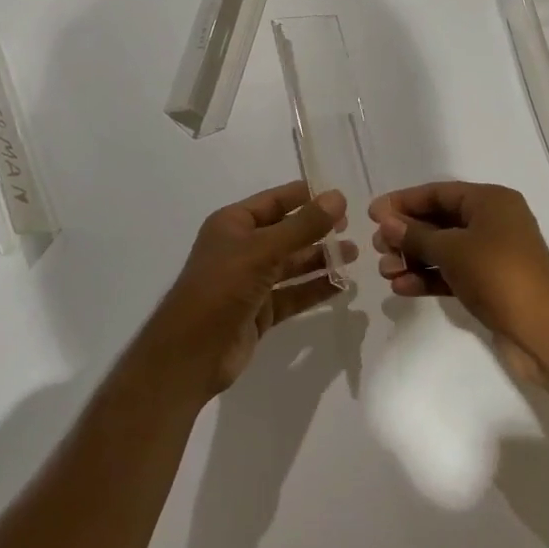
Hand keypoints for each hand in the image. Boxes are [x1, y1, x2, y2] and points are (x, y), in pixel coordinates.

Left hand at [144, 181, 349, 398]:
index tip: (340, 195)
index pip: (275, 201)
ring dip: (321, 259)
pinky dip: (315, 289)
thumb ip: (303, 226)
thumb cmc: (223, 287)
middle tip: (353, 227)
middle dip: (317, 230)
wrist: (193, 352)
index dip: (305, 196)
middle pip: (286, 233)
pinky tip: (343, 285)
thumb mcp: (263, 250)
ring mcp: (251, 281)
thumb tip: (338, 197)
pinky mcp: (260, 311)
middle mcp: (242, 248)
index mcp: (234, 224)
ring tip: (355, 254)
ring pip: (292, 264)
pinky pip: (293, 294)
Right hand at [369, 182, 548, 361]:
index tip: (372, 214)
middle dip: (405, 234)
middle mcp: (493, 222)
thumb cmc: (497, 274)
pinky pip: (452, 272)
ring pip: (443, 249)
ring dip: (413, 258)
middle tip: (377, 246)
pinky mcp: (489, 283)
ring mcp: (492, 254)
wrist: (542, 331)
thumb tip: (386, 221)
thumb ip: (415, 234)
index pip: (438, 193)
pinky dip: (429, 277)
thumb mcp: (451, 249)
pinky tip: (401, 288)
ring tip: (384, 271)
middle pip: (439, 220)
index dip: (404, 201)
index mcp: (490, 201)